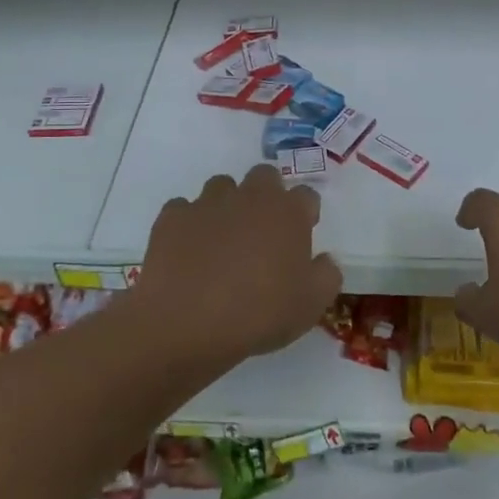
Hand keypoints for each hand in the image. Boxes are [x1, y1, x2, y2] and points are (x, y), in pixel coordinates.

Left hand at [135, 165, 341, 360]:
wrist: (186, 322)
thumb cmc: (259, 312)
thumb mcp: (311, 305)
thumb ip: (326, 275)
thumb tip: (323, 260)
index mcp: (288, 212)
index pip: (306, 195)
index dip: (305, 214)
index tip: (301, 237)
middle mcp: (249, 196)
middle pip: (264, 176)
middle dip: (267, 196)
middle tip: (263, 232)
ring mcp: (207, 203)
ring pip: (222, 187)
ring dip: (227, 206)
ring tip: (223, 241)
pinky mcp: (172, 217)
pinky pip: (184, 209)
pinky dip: (189, 224)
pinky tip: (188, 252)